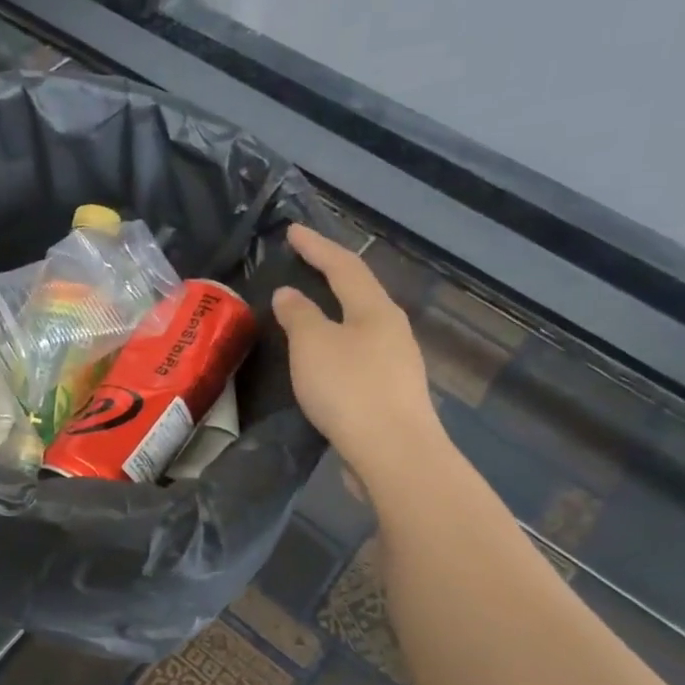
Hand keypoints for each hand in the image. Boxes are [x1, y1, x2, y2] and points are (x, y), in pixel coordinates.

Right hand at [273, 225, 440, 484]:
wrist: (393, 453)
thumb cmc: (349, 389)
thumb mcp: (312, 345)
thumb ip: (299, 315)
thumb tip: (289, 293)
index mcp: (375, 310)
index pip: (344, 266)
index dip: (317, 246)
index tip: (293, 230)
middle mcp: (392, 330)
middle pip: (359, 293)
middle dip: (331, 276)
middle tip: (304, 265)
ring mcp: (395, 364)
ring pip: (359, 326)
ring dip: (333, 314)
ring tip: (306, 313)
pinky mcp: (389, 394)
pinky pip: (357, 356)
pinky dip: (335, 347)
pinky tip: (322, 361)